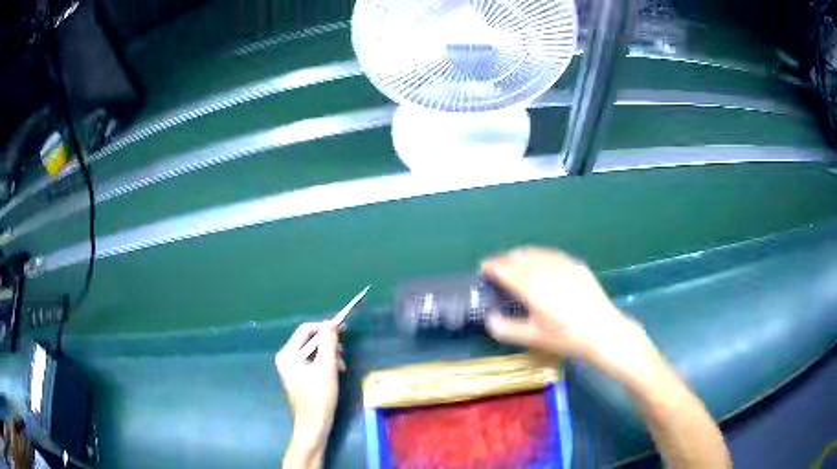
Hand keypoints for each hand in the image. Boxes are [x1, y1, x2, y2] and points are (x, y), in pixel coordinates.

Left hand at [276, 322, 344, 467]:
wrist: (314, 424)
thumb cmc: (319, 396)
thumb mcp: (327, 367)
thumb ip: (328, 343)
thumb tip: (330, 324)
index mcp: (288, 353)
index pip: (306, 329)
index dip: (325, 328)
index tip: (344, 330)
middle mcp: (286, 357)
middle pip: (309, 340)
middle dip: (329, 344)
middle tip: (344, 353)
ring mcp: (290, 368)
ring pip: (313, 351)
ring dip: (329, 355)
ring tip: (342, 366)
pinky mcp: (298, 376)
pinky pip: (312, 361)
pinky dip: (325, 363)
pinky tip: (335, 373)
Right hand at [481, 247, 648, 372]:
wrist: (603, 331)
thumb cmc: (566, 337)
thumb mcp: (533, 337)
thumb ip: (506, 328)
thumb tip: (489, 318)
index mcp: (532, 286)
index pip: (506, 269)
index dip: (492, 266)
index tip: (483, 268)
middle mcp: (546, 269)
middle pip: (519, 257)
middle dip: (505, 259)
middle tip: (497, 267)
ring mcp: (564, 265)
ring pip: (537, 252)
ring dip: (521, 255)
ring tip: (515, 261)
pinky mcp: (577, 266)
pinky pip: (552, 254)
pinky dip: (540, 255)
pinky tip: (541, 263)